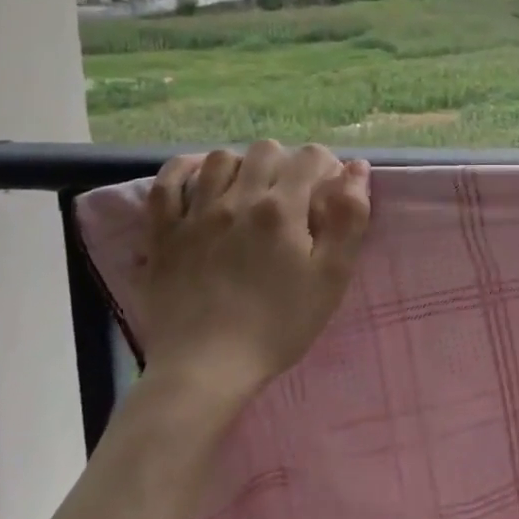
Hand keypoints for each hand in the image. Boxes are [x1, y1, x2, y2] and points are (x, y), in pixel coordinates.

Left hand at [137, 141, 370, 420]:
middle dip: (287, 163)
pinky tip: (200, 179)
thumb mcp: (332, 276)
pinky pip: (167, 183)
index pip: (311, 157)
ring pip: (220, 159)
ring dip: (242, 165)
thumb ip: (349, 218)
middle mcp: (237, 199)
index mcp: (282, 209)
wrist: (207, 368)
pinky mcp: (162, 233)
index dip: (327, 167)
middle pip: (266, 150)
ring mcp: (194, 214)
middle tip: (293, 195)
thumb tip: (356, 169)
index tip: (329, 192)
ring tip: (250, 190)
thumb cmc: (279, 324)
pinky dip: (184, 171)